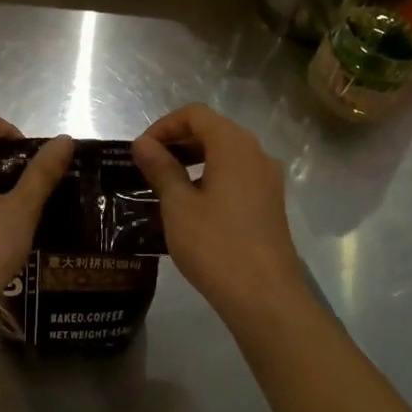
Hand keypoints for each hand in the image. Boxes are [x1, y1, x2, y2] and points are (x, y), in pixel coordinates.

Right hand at [133, 104, 309, 326]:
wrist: (265, 296)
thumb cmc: (215, 245)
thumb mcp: (178, 205)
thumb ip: (161, 168)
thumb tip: (143, 144)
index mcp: (234, 145)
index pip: (195, 114)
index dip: (164, 125)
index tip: (141, 151)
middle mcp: (256, 154)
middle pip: (213, 130)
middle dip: (178, 142)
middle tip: (148, 167)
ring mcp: (268, 179)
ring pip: (226, 154)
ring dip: (194, 160)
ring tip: (166, 186)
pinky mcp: (270, 203)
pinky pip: (238, 176)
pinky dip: (212, 178)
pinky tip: (192, 206)